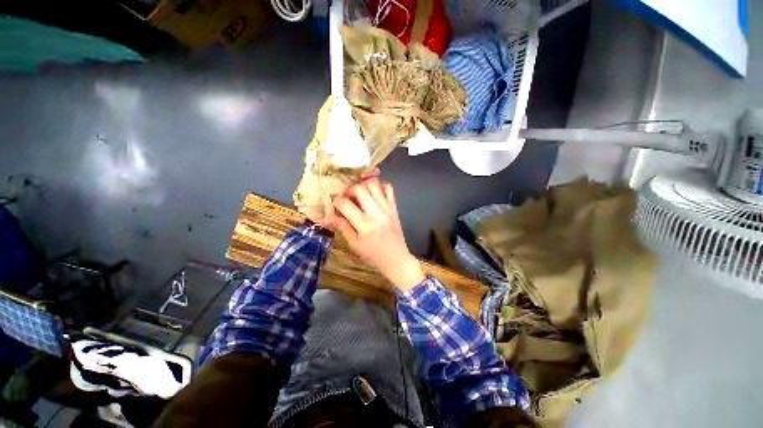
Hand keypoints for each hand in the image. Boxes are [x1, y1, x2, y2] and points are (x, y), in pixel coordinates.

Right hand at [322, 178, 425, 291]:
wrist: (396, 259)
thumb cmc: (373, 255)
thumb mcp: (354, 245)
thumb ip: (342, 227)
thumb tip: (325, 217)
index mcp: (365, 225)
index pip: (345, 204)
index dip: (335, 201)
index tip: (333, 203)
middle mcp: (377, 213)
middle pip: (359, 189)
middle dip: (348, 190)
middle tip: (346, 199)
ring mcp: (387, 208)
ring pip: (374, 184)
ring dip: (363, 186)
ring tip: (359, 195)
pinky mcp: (394, 207)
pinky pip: (388, 188)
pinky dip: (379, 187)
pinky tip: (373, 194)